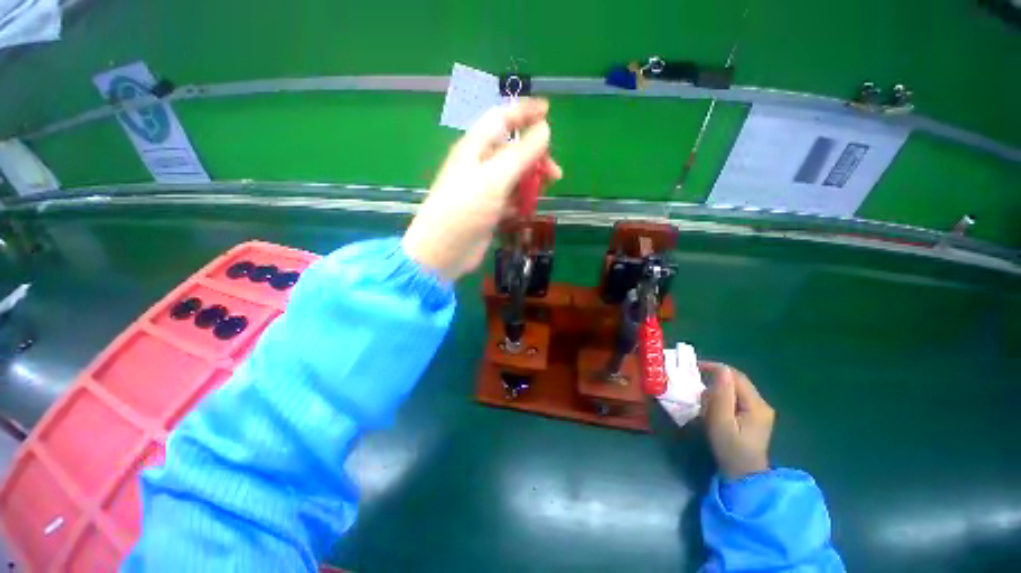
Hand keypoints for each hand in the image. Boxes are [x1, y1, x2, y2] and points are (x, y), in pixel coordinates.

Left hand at [402, 98, 562, 280]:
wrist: (444, 250)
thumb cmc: (466, 208)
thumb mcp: (495, 177)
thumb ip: (521, 153)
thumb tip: (544, 129)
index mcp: (475, 148)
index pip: (501, 119)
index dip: (524, 112)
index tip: (549, 111)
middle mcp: (479, 165)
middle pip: (512, 151)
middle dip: (536, 157)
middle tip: (555, 173)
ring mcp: (484, 190)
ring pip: (514, 177)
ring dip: (531, 181)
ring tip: (545, 192)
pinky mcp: (489, 210)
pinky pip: (510, 199)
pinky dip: (521, 201)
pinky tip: (528, 209)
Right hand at [699, 361, 774, 480]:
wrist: (744, 476)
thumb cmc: (730, 449)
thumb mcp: (721, 422)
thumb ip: (721, 395)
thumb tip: (721, 370)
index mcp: (756, 405)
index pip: (736, 376)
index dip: (715, 368)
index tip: (694, 367)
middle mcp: (762, 404)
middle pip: (737, 381)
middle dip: (715, 377)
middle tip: (695, 382)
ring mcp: (761, 411)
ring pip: (737, 389)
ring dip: (719, 388)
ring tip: (702, 396)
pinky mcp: (755, 417)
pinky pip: (737, 397)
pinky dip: (723, 396)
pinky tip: (714, 405)